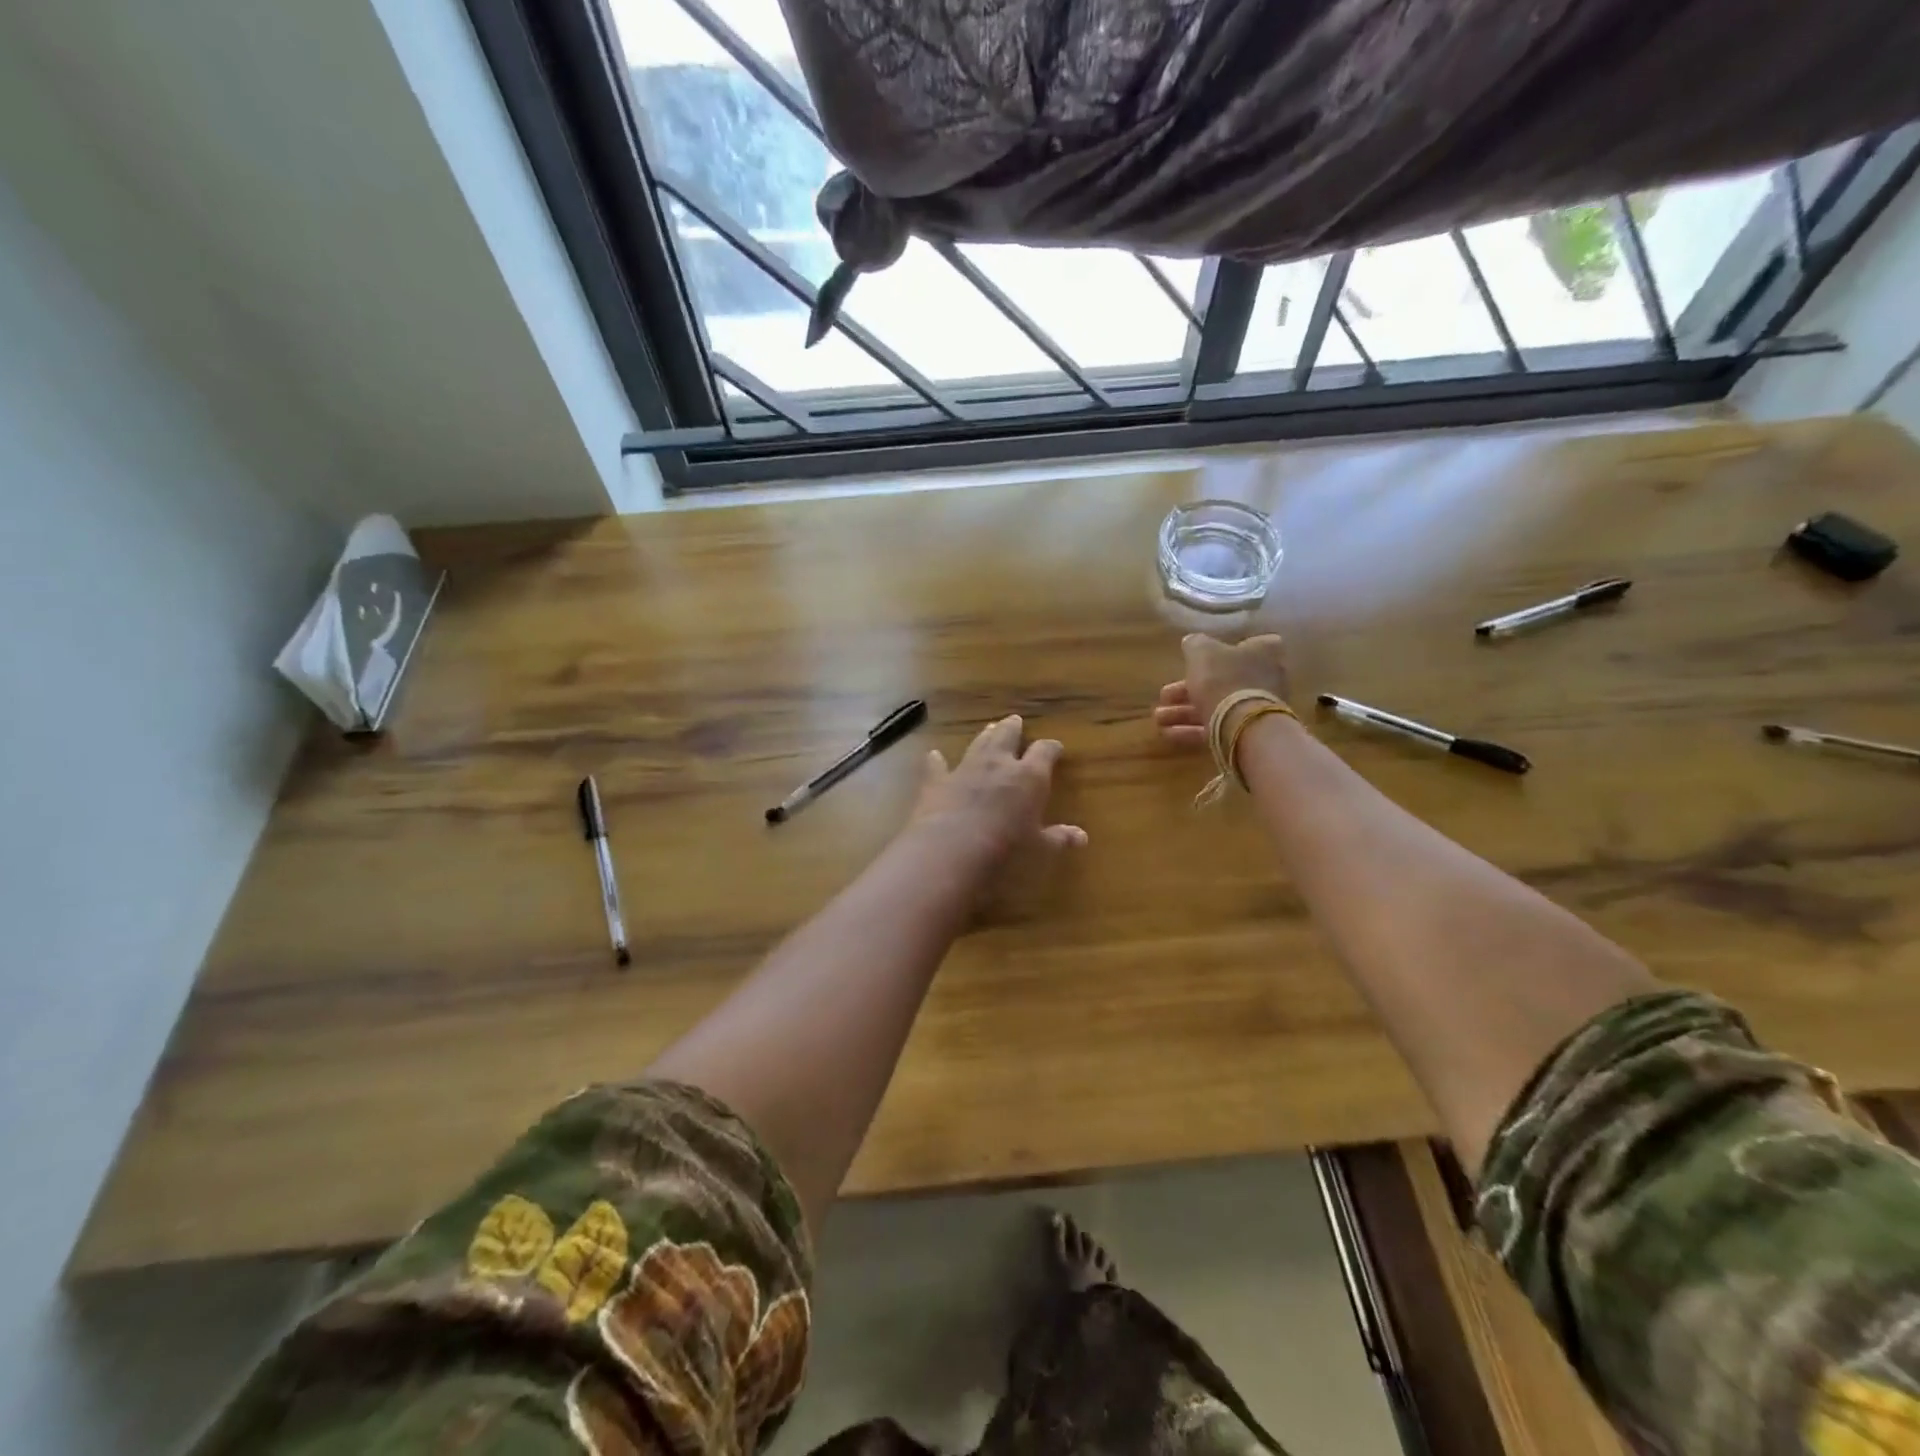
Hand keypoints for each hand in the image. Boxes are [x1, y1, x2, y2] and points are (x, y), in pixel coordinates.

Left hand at [908, 715, 1087, 865]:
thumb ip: (1058, 838)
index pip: (1045, 751)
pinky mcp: (937, 781)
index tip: (1055, 748)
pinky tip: (934, 755)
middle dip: (1013, 728)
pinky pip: (937, 766)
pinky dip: (936, 760)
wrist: (952, 848)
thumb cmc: (1006, 849)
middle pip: (1007, 736)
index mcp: (1029, 776)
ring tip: (989, 727)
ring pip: (978, 743)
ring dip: (984, 736)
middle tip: (1015, 721)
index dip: (1051, 748)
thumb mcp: (1038, 847)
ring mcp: (965, 768)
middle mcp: (998, 763)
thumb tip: (1082, 837)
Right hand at [1154, 633, 1290, 748]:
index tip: (1200, 657)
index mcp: (1263, 653)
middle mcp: (1265, 679)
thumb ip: (1195, 643)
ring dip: (1183, 712)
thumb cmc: (1223, 678)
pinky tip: (1167, 732)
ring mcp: (1256, 709)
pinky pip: (1215, 728)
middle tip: (1164, 695)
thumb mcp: (1201, 650)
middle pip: (1221, 680)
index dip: (1224, 650)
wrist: (1241, 724)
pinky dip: (1191, 730)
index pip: (1249, 644)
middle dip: (1188, 689)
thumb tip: (1191, 641)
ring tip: (1158, 717)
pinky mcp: (1246, 734)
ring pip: (1214, 706)